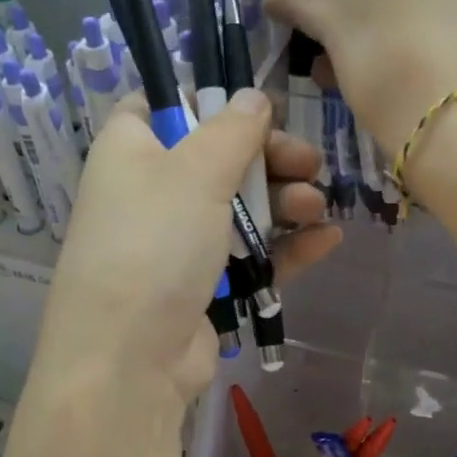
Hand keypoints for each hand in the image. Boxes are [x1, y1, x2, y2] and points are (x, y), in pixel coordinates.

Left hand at [34, 89, 339, 407]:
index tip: (259, 108)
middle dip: (270, 158)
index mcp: (132, 150)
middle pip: (219, 157)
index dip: (211, 101)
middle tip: (309, 163)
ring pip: (241, 208)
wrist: (130, 359)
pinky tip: (327, 239)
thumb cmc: (155, 244)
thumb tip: (253, 96)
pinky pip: (251, 255)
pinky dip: (286, 246)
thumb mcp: (195, 171)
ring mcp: (178, 242)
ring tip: (315, 206)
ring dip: (284, 202)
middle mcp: (151, 191)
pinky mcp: (204, 285)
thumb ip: (233, 129)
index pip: (165, 105)